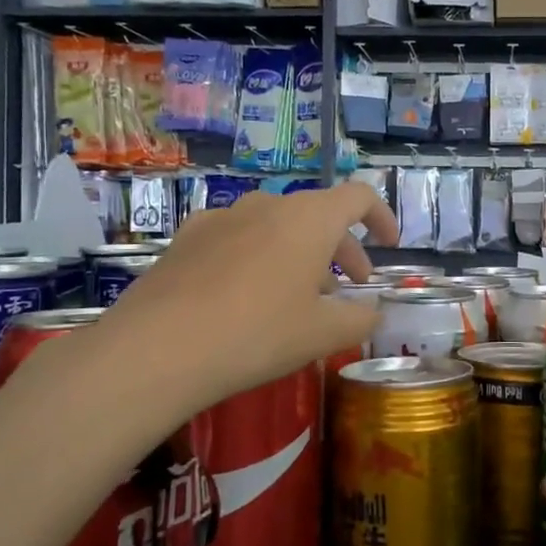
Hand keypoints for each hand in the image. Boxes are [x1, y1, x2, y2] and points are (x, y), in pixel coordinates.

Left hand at [95, 185, 397, 418]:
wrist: (157, 348)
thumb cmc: (257, 334)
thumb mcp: (323, 334)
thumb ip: (361, 318)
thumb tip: (374, 312)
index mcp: (310, 218)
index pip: (359, 197)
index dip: (382, 217)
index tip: (388, 246)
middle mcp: (268, 204)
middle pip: (319, 214)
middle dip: (343, 248)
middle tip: (350, 286)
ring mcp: (223, 217)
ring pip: (277, 226)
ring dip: (300, 253)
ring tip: (298, 296)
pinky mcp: (188, 237)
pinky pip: (238, 237)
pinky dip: (258, 256)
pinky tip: (244, 294)